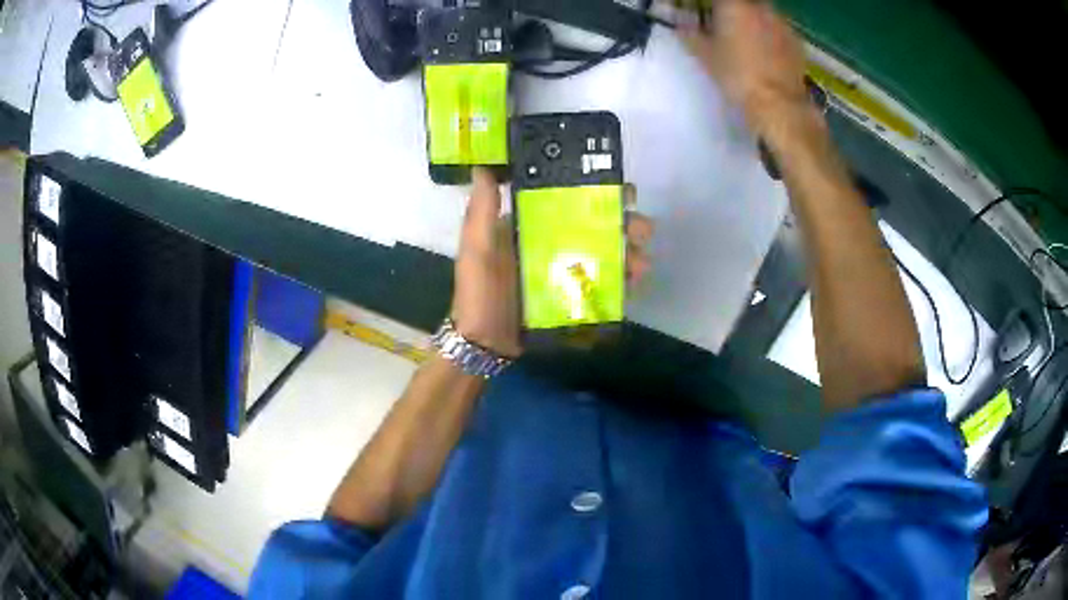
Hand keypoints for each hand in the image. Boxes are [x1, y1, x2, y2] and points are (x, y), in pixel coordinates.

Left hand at [452, 169, 653, 357]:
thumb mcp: (476, 249)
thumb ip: (482, 211)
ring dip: (631, 252)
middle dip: (625, 223)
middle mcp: (555, 242)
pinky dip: (625, 280)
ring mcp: (568, 271)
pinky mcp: (577, 297)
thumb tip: (485, 164)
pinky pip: (607, 283)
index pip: (571, 198)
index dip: (599, 191)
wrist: (485, 344)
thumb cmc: (479, 293)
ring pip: (609, 253)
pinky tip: (635, 280)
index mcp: (534, 225)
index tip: (620, 189)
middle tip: (639, 229)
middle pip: (599, 224)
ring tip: (641, 261)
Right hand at [678, 0, 808, 136]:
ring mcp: (782, 23)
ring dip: (754, 18)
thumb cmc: (736, 75)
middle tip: (725, 22)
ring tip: (746, 37)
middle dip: (735, 9)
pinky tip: (766, 51)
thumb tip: (681, 25)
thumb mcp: (704, 55)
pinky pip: (779, 29)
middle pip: (746, 2)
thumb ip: (690, 34)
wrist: (779, 104)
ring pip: (764, 12)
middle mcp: (760, 7)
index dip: (712, 6)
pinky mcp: (796, 42)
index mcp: (733, 4)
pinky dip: (770, 34)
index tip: (706, 13)